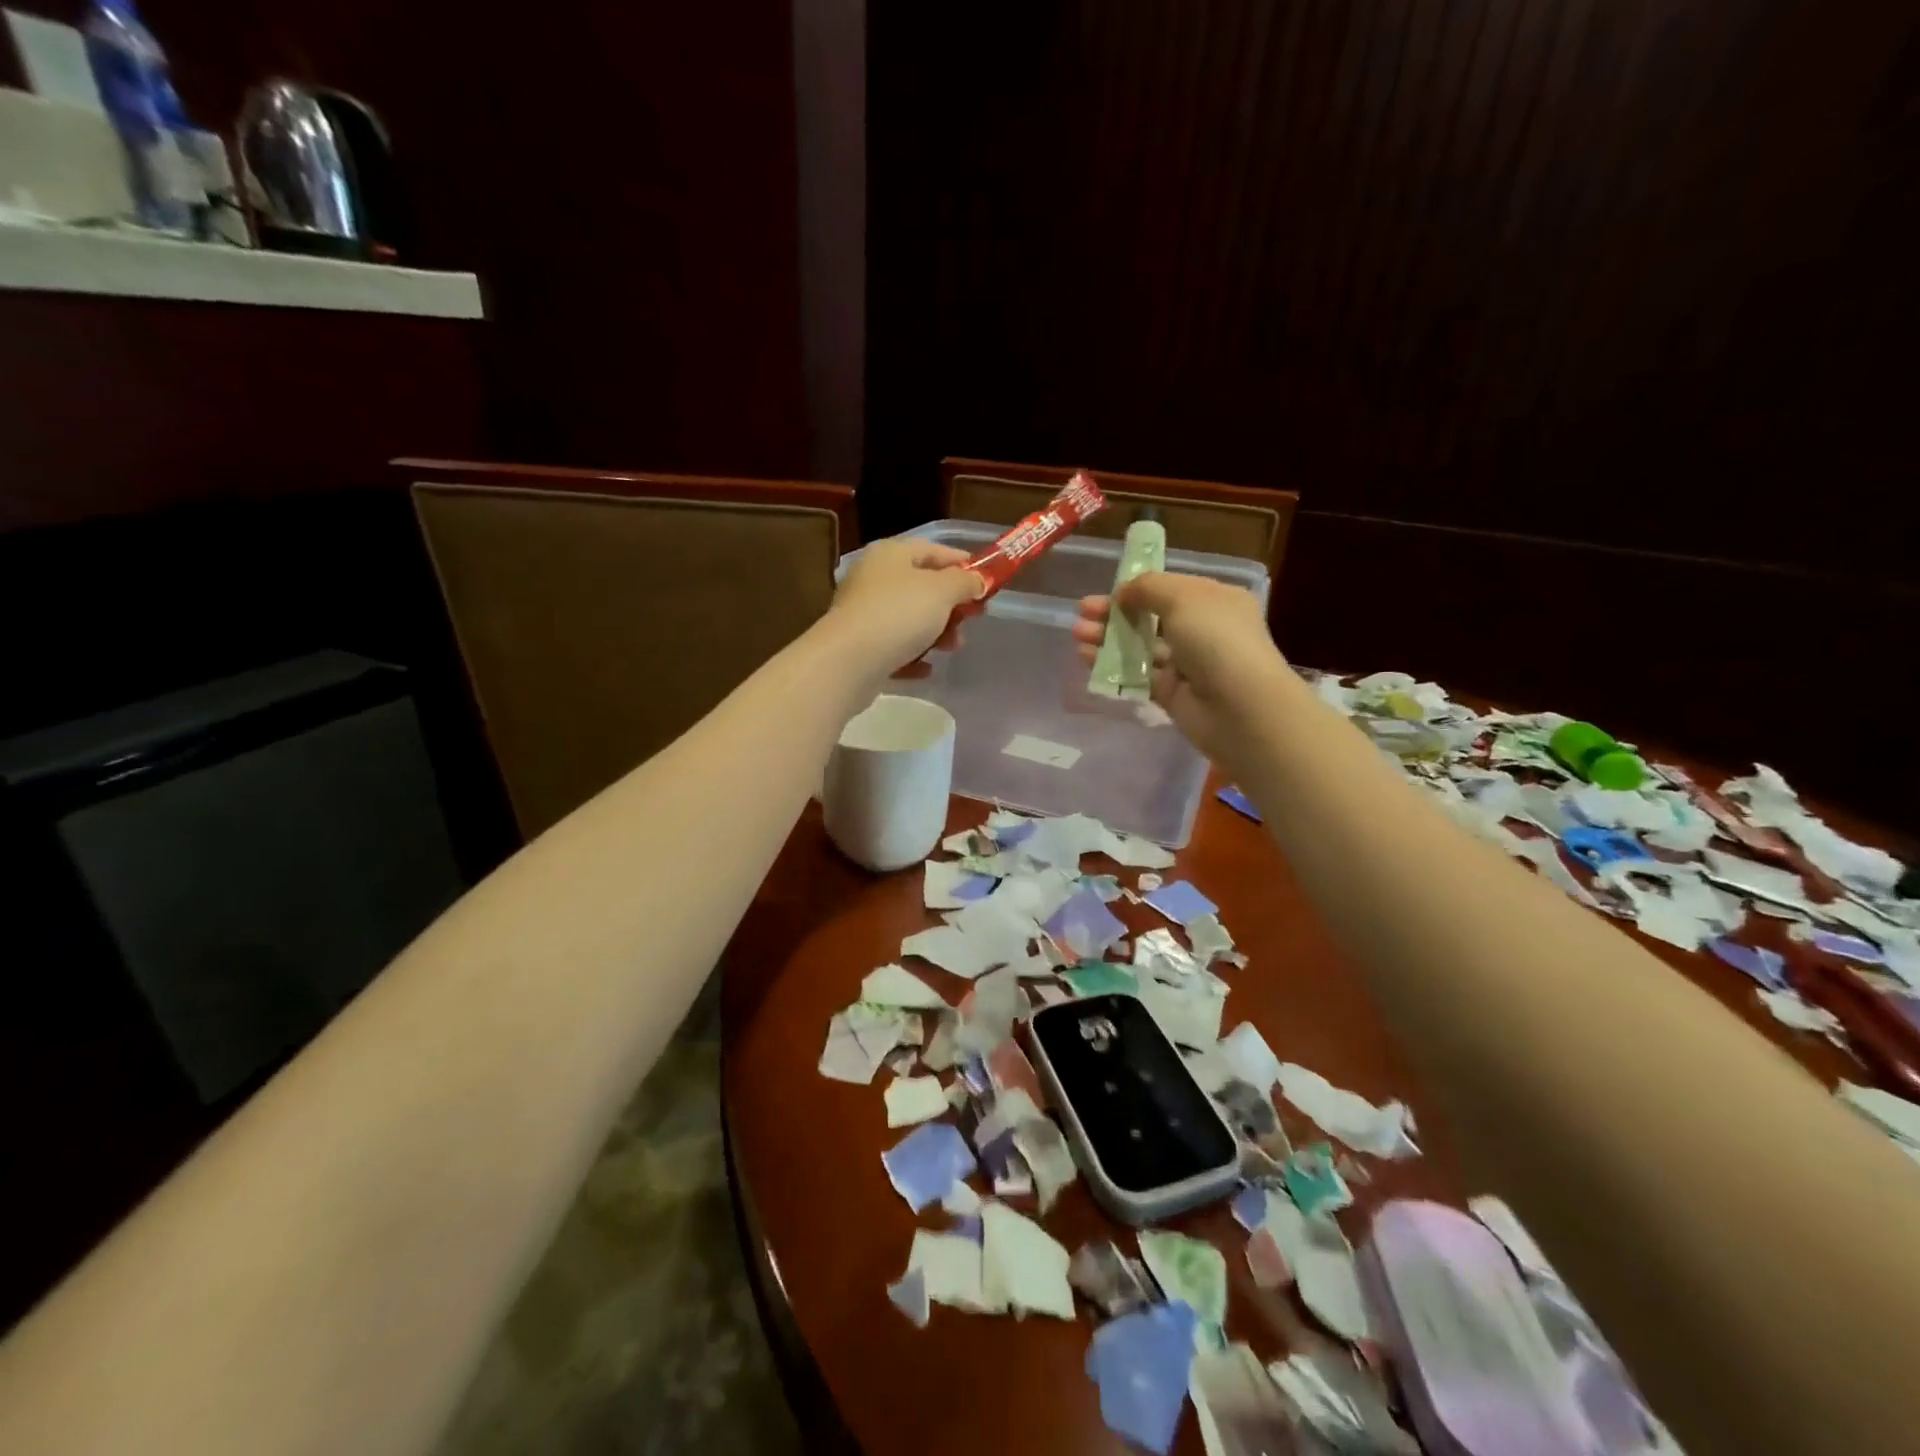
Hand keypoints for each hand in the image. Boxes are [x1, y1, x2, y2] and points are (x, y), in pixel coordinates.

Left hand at [828, 538, 984, 675]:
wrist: (848, 661)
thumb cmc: (898, 614)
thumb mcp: (942, 591)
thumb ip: (965, 583)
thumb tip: (978, 581)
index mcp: (890, 554)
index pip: (933, 550)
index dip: (963, 564)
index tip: (987, 582)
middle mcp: (873, 578)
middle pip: (922, 587)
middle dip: (951, 605)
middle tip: (973, 619)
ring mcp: (864, 613)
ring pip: (910, 619)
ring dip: (936, 633)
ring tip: (952, 648)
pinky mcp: (860, 646)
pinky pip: (894, 647)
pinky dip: (913, 656)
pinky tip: (926, 668)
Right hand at [1073, 571, 1286, 762]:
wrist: (1240, 707)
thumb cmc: (1217, 639)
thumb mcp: (1183, 597)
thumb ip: (1148, 587)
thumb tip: (1122, 591)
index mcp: (1213, 601)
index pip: (1170, 590)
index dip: (1137, 588)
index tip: (1107, 591)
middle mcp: (1202, 631)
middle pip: (1149, 618)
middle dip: (1115, 613)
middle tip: (1082, 613)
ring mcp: (1186, 665)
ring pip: (1140, 647)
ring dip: (1108, 639)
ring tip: (1077, 635)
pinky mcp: (1171, 694)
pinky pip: (1137, 676)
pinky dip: (1112, 667)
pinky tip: (1087, 659)